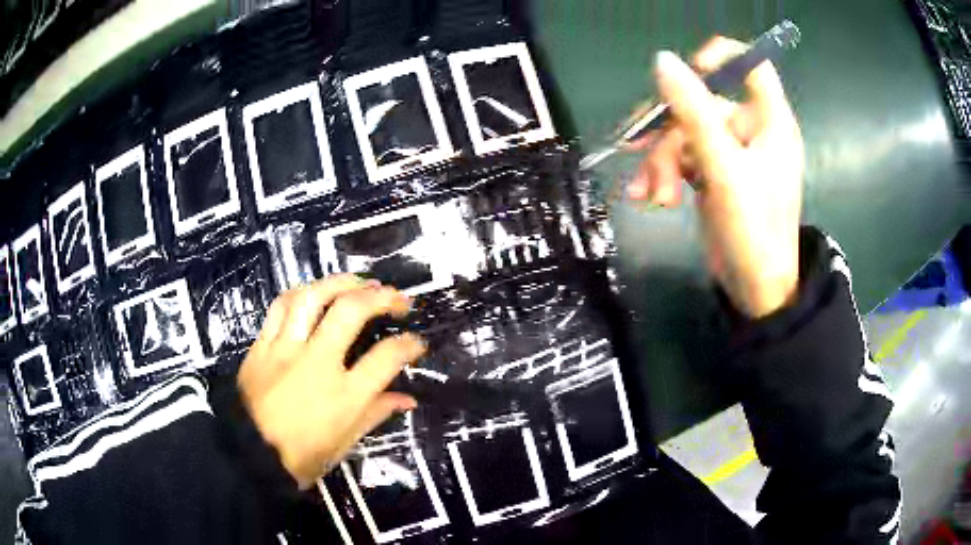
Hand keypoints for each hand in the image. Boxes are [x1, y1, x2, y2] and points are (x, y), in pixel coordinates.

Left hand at [237, 275, 424, 488]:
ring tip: (359, 282)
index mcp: (344, 396)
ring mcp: (285, 350)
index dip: (409, 345)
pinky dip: (302, 294)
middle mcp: (317, 364)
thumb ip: (376, 413)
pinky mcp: (261, 346)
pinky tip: (314, 293)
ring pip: (312, 297)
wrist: (248, 454)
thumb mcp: (345, 442)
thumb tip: (407, 398)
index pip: (387, 358)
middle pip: (351, 311)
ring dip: (340, 282)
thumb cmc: (301, 456)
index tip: (416, 342)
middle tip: (396, 297)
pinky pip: (280, 306)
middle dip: (381, 296)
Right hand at [627, 37, 804, 317]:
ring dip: (661, 161)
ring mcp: (730, 152)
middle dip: (670, 133)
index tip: (689, 71)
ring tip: (654, 196)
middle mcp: (749, 130)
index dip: (721, 57)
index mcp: (768, 121)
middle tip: (647, 161)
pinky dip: (663, 173)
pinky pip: (681, 157)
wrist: (754, 289)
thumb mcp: (724, 169)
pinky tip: (652, 197)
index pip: (752, 65)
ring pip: (683, 132)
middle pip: (700, 103)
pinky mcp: (712, 172)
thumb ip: (694, 112)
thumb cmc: (754, 230)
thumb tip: (662, 60)